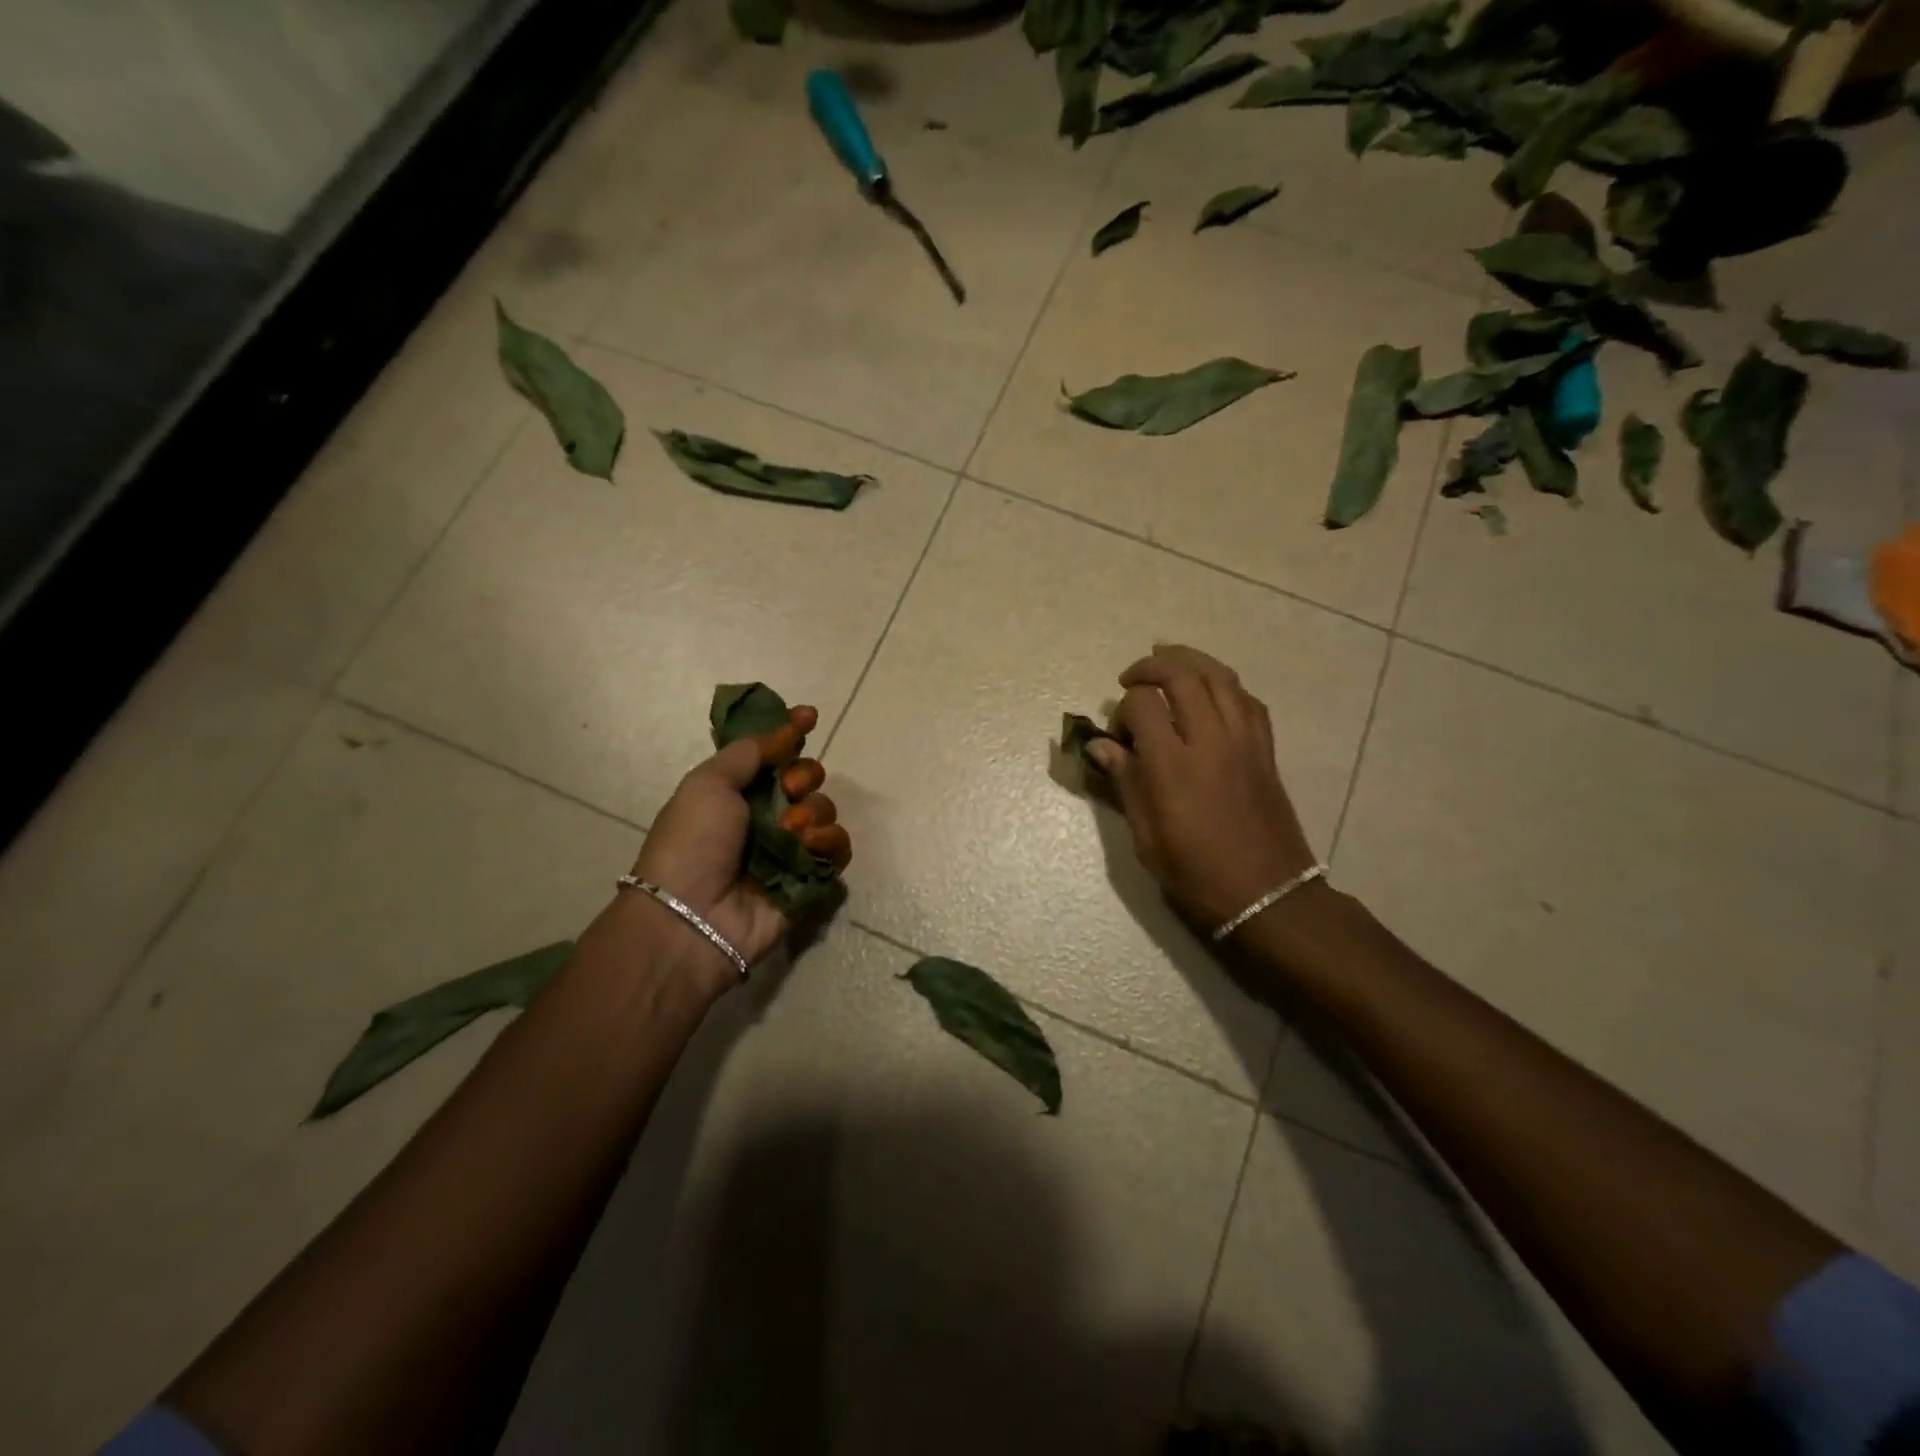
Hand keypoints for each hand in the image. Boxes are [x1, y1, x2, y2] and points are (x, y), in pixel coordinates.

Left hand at [625, 706, 851, 987]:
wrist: (691, 915)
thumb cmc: (692, 842)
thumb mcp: (708, 783)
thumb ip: (749, 752)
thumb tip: (784, 732)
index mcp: (737, 791)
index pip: (774, 753)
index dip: (792, 732)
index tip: (810, 716)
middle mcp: (766, 816)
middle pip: (807, 778)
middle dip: (804, 776)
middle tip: (787, 790)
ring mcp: (789, 848)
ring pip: (825, 810)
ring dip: (814, 811)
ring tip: (791, 830)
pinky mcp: (809, 878)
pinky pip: (837, 849)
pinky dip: (830, 841)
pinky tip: (811, 844)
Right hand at [1084, 646, 1316, 930]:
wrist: (1267, 895)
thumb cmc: (1196, 874)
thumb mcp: (1147, 837)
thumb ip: (1126, 782)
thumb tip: (1101, 746)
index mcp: (1173, 765)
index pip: (1143, 705)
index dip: (1123, 708)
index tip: (1117, 734)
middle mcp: (1210, 740)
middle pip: (1183, 674)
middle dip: (1152, 667)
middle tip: (1132, 677)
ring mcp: (1244, 741)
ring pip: (1220, 676)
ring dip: (1190, 661)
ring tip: (1167, 661)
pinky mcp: (1265, 749)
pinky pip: (1247, 699)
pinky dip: (1224, 685)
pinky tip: (1210, 692)